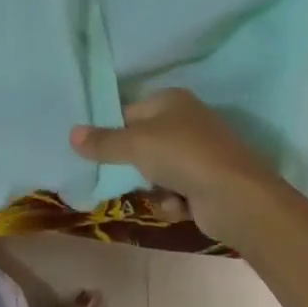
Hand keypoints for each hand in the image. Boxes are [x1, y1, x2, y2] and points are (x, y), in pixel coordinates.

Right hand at [69, 88, 286, 243]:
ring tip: (157, 193)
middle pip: (143, 142)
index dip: (111, 131)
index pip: (129, 111)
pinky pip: (176, 190)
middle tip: (117, 175)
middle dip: (132, 163)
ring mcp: (201, 152)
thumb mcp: (134, 144)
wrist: (236, 197)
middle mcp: (187, 121)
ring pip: (158, 169)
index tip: (94, 151)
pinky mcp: (209, 182)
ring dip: (153, 186)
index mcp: (171, 100)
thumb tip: (71, 134)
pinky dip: (174, 200)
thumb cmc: (182, 156)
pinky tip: (179, 206)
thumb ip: (102, 141)